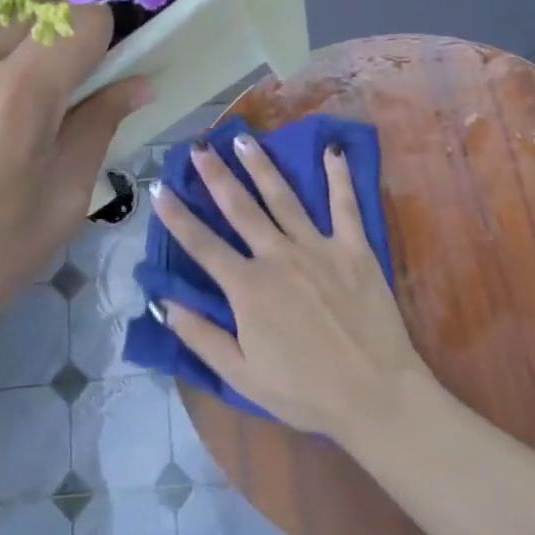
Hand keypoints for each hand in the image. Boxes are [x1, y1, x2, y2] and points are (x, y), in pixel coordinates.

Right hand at [149, 134, 433, 443]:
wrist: (376, 395)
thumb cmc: (305, 391)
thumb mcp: (242, 376)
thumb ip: (202, 337)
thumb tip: (165, 304)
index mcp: (248, 288)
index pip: (202, 245)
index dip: (176, 216)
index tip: (158, 188)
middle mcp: (278, 256)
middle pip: (240, 208)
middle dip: (215, 175)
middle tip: (198, 147)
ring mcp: (318, 247)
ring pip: (283, 197)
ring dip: (261, 166)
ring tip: (244, 139)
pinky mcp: (353, 248)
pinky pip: (344, 204)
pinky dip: (338, 176)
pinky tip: (333, 150)